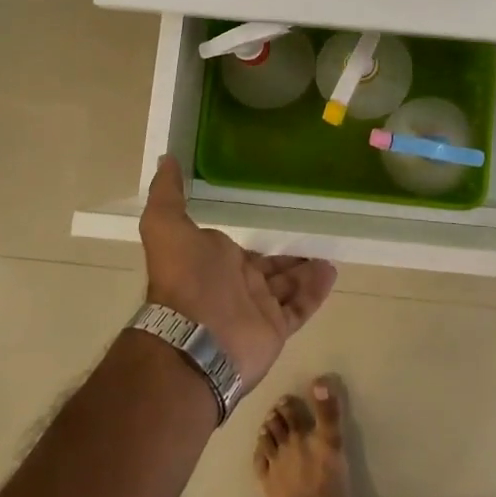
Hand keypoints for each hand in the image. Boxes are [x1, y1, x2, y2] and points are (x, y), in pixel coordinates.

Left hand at [139, 155, 337, 392]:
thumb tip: (165, 158)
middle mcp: (237, 285)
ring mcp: (258, 309)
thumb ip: (167, 194)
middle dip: (288, 256)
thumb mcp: (165, 225)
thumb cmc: (184, 278)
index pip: (244, 249)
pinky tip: (331, 271)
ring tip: (328, 252)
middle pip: (269, 268)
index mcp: (215, 262)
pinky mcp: (276, 329)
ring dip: (306, 271)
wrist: (194, 338)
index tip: (279, 220)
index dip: (259, 238)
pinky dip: (315, 292)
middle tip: (314, 236)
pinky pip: (301, 307)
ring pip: (288, 286)